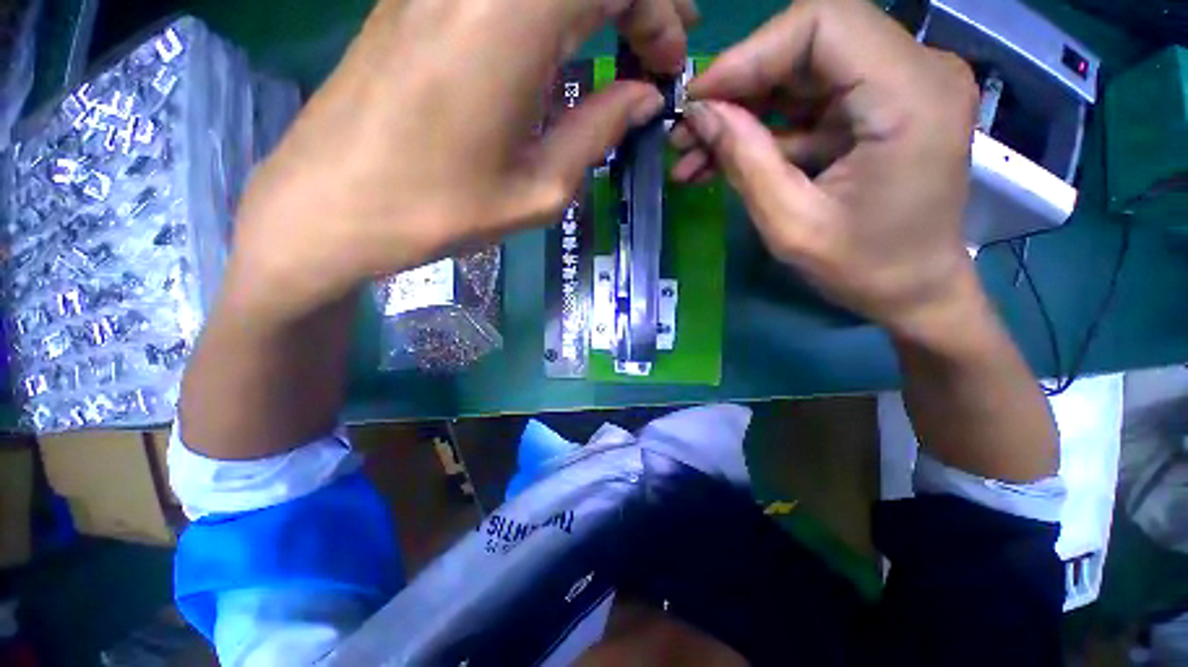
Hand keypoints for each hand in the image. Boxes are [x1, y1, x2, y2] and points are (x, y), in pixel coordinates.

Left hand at [223, 0, 697, 324]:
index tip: (669, 65)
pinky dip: (549, 10)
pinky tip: (562, 47)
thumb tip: (645, 98)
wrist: (332, 206)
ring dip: (594, 3)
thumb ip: (599, 131)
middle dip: (636, 0)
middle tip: (659, 48)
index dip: (659, 12)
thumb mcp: (539, 189)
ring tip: (622, 46)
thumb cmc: (440, 209)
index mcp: (511, 21)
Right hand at [670, 0, 979, 341]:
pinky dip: (764, 127)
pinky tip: (723, 158)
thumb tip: (698, 114)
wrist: (915, 290)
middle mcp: (916, 71)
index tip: (696, 101)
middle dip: (739, 85)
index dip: (748, 55)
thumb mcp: (792, 225)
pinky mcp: (881, 106)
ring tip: (694, 153)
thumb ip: (745, 160)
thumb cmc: (863, 269)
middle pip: (809, 41)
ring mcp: (901, 85)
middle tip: (689, 130)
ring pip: (801, 72)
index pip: (821, 24)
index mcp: (909, 96)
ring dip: (744, 110)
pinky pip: (811, 101)